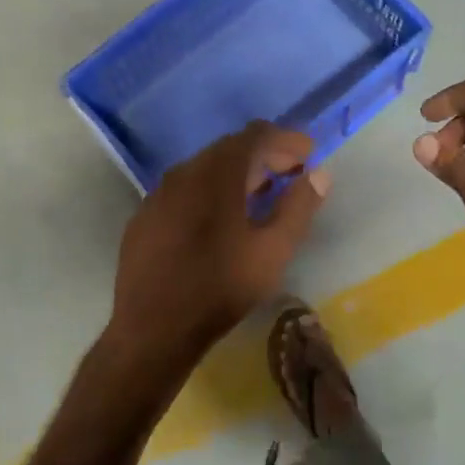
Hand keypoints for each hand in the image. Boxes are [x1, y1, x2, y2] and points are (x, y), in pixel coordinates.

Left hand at [109, 123, 328, 365]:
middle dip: (263, 156)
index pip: (254, 136)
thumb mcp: (273, 251)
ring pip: (203, 169)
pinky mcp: (145, 218)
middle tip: (290, 173)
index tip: (308, 154)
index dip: (285, 140)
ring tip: (261, 194)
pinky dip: (209, 192)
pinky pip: (183, 191)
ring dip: (236, 174)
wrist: (153, 328)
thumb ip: (298, 207)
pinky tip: (219, 220)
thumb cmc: (220, 288)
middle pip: (228, 149)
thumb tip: (319, 175)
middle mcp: (183, 173)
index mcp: (215, 174)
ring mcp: (158, 195)